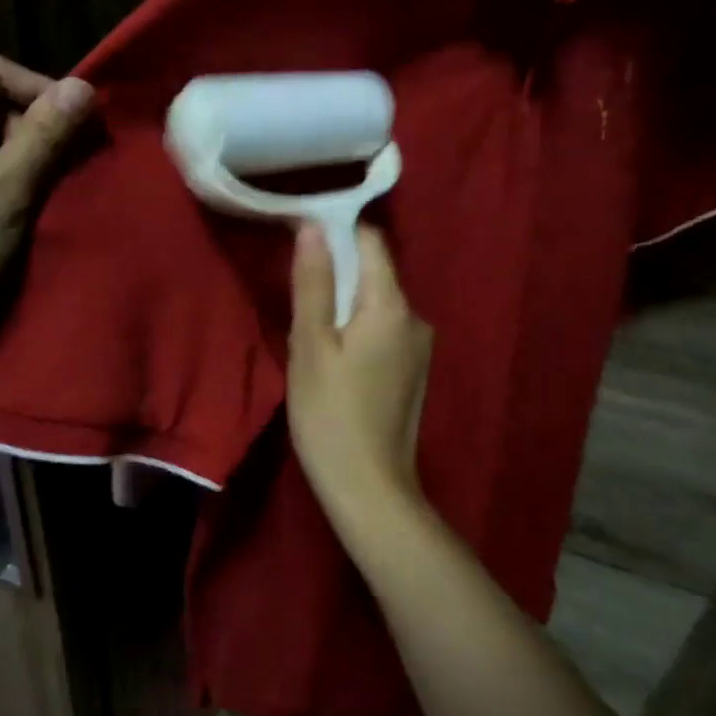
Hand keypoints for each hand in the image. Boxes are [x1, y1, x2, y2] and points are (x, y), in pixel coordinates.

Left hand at [0, 54, 91, 351]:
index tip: (77, 128)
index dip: (41, 91)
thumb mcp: (6, 194)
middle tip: (64, 164)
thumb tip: (83, 87)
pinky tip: (19, 196)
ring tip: (46, 184)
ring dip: (20, 149)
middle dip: (31, 124)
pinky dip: (1, 167)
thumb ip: (44, 136)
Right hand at [287, 223, 433, 531]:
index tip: (300, 237)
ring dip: (344, 304)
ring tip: (309, 329)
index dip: (337, 232)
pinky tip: (333, 358)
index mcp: (392, 306)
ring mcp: (419, 348)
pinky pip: (382, 331)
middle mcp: (415, 318)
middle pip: (374, 273)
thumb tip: (313, 226)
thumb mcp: (310, 345)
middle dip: (337, 272)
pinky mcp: (413, 372)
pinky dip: (357, 329)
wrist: (370, 490)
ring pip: (376, 304)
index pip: (371, 242)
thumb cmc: (331, 415)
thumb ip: (313, 283)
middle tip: (295, 291)